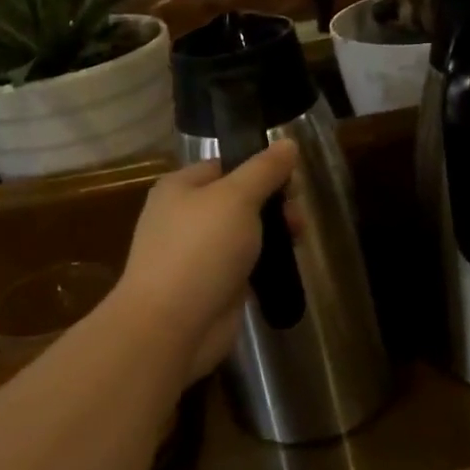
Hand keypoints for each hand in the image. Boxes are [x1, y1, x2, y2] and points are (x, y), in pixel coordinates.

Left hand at [114, 140, 300, 383]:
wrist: (171, 326)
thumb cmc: (200, 251)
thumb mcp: (236, 198)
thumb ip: (264, 170)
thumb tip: (288, 144)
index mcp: (181, 188)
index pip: (226, 165)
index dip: (261, 168)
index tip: (292, 180)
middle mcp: (185, 217)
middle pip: (239, 199)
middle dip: (273, 204)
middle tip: (297, 218)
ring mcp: (198, 254)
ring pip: (245, 234)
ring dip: (274, 234)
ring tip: (298, 241)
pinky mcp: (213, 286)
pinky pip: (245, 265)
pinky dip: (265, 263)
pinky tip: (285, 266)